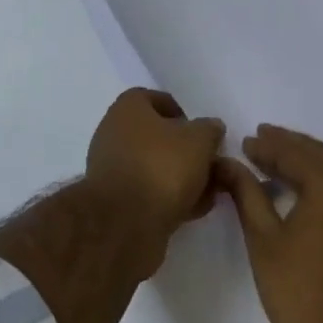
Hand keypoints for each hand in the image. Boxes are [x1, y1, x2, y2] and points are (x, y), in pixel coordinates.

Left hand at [84, 88, 225, 235]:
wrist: (125, 223)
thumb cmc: (162, 167)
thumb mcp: (199, 141)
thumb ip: (209, 130)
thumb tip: (211, 127)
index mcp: (128, 108)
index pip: (155, 98)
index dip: (182, 112)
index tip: (202, 131)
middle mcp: (113, 132)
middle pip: (156, 135)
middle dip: (186, 150)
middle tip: (210, 163)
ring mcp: (112, 168)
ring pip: (154, 166)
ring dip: (181, 177)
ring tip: (209, 192)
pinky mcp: (115, 200)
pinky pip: (148, 191)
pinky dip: (169, 197)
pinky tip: (192, 210)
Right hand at [217, 125, 322, 322]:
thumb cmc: (297, 292)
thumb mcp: (262, 238)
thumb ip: (245, 192)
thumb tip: (226, 162)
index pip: (296, 154)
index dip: (268, 146)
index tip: (244, 141)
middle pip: (320, 155)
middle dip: (289, 145)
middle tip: (260, 138)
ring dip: (306, 160)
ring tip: (276, 157)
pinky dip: (322, 179)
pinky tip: (301, 187)